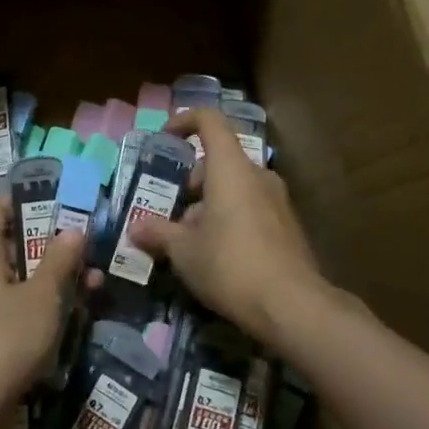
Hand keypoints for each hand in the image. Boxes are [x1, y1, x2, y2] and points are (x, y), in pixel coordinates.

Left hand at [0, 199, 85, 413]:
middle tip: (89, 248)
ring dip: (54, 278)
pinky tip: (75, 314)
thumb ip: (59, 261)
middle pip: (14, 243)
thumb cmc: (4, 338)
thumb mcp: (42, 296)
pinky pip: (18, 306)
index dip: (26, 200)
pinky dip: (43, 305)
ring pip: (20, 278)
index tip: (61, 205)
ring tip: (95, 283)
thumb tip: (73, 229)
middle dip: (52, 245)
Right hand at [129, 109, 327, 345]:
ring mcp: (278, 202)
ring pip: (236, 188)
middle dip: (192, 180)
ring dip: (210, 204)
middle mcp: (258, 176)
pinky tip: (218, 256)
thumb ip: (158, 234)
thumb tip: (135, 228)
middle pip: (221, 160)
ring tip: (190, 240)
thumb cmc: (230, 265)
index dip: (185, 121)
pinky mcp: (288, 228)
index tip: (166, 138)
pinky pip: (252, 209)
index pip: (210, 121)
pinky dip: (231, 219)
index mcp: (231, 168)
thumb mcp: (184, 252)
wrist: (293, 307)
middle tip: (171, 210)